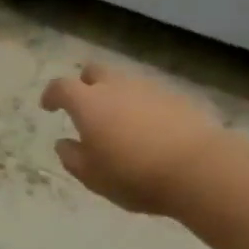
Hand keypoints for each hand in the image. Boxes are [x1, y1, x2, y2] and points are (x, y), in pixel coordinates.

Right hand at [40, 63, 225, 215]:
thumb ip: (72, 157)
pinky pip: (151, 96)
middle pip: (95, 72)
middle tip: (85, 107)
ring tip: (120, 122)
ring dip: (117, 96)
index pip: (61, 87)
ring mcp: (150, 88)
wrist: (199, 168)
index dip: (52, 95)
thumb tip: (64, 144)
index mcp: (88, 103)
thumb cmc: (134, 175)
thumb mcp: (92, 176)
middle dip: (85, 84)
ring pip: (125, 82)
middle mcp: (117, 86)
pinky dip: (143, 107)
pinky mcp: (178, 98)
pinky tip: (150, 130)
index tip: (48, 106)